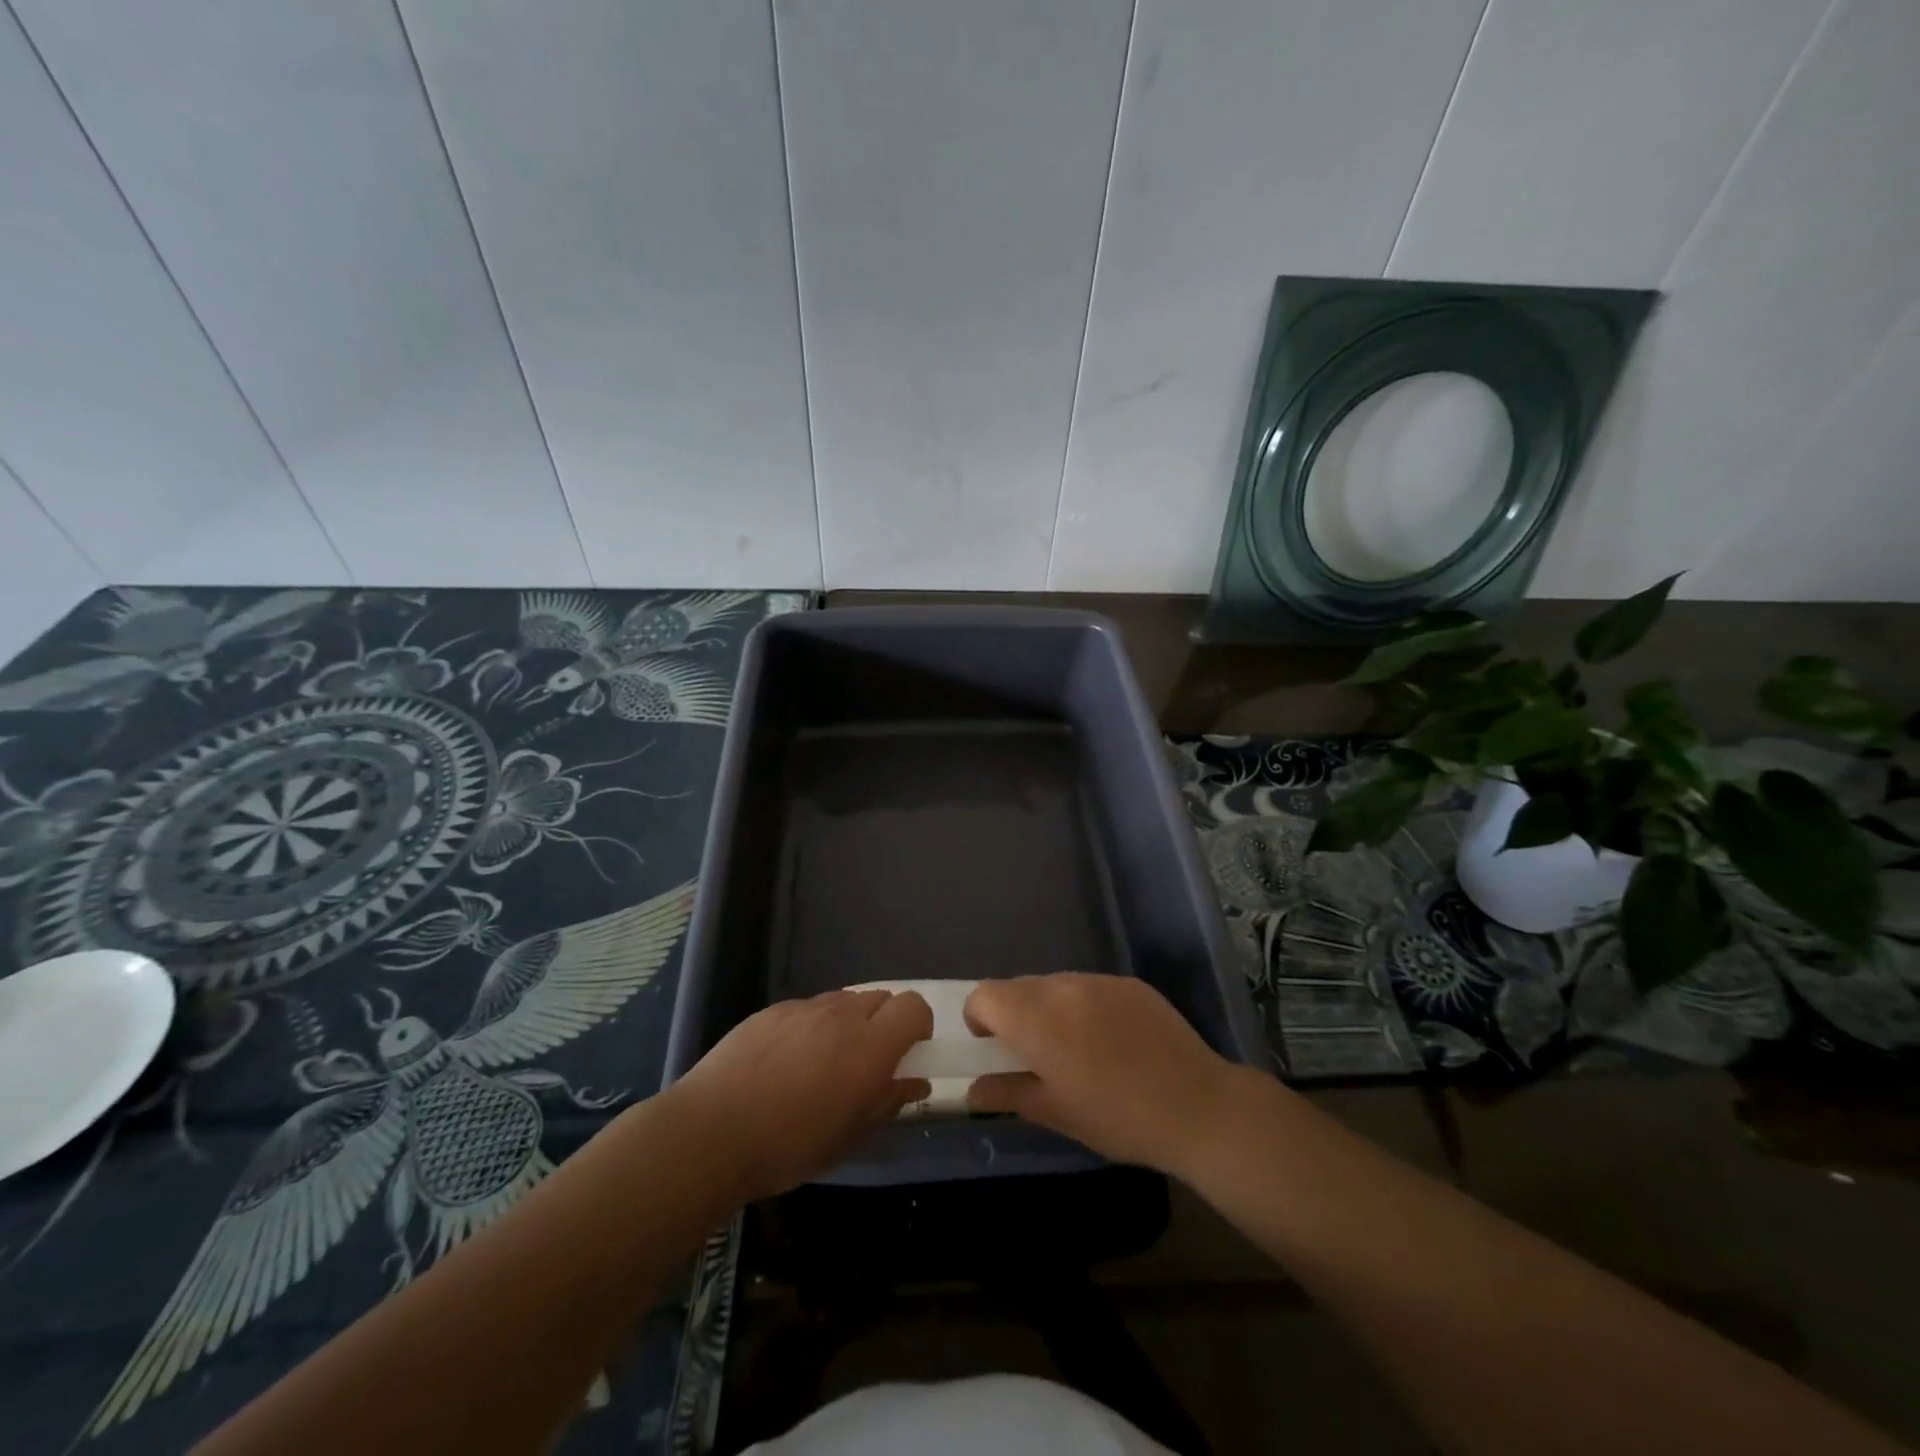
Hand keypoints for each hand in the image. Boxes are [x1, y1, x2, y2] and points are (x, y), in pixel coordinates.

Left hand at [670, 990, 932, 1198]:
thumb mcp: (849, 1136)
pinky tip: (785, 1063)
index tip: (906, 1054)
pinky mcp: (772, 1010)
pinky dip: (811, 1026)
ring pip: (843, 1001)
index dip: (917, 1025)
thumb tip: (916, 1082)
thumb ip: (888, 1101)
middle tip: (866, 1063)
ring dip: (848, 1023)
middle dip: (884, 1024)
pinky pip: (807, 1008)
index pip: (914, 1006)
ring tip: (823, 1063)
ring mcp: (804, 1008)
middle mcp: (842, 1015)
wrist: (711, 1131)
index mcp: (870, 1046)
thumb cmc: (790, 1145)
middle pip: (881, 998)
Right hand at [964, 974, 1245, 1174]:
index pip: (984, 995)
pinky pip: (1090, 987)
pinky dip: (1085, 1006)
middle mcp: (1063, 987)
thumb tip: (974, 1090)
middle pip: (1018, 987)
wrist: (1197, 1106)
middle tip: (1033, 1054)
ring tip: (1076, 1048)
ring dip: (1050, 1008)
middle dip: (1014, 1014)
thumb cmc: (1117, 1118)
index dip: (979, 1019)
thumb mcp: (1055, 1112)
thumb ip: (1007, 1093)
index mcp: (1037, 1018)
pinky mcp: (1129, 983)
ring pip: (1055, 984)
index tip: (993, 1047)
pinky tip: (1111, 1041)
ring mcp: (1099, 980)